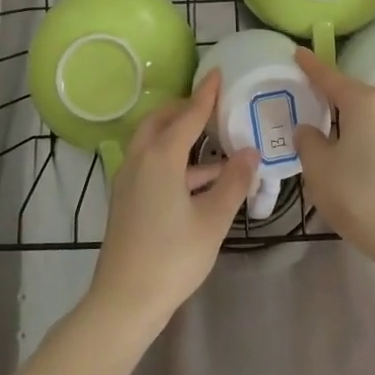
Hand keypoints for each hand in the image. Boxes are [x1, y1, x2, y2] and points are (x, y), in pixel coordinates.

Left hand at [88, 72, 254, 334]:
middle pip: (161, 121)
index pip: (187, 115)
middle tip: (211, 106)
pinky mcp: (127, 199)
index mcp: (160, 157)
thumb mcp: (212, 220)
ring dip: (181, 137)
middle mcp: (139, 159)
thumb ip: (233, 183)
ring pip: (154, 143)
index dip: (205, 95)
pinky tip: (202, 181)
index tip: (217, 73)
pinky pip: (151, 163)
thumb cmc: (172, 257)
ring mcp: (129, 180)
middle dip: (185, 110)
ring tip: (217, 146)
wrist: (124, 301)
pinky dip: (174, 161)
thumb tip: (250, 153)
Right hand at [294, 48, 374, 260]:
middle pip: (355, 99)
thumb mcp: (319, 168)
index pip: (331, 78)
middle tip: (311, 110)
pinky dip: (369, 149)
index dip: (312, 66)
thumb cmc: (359, 194)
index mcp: (365, 103)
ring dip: (353, 130)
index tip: (298, 53)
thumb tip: (310, 130)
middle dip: (334, 103)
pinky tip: (359, 171)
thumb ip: (309, 142)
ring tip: (334, 150)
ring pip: (372, 123)